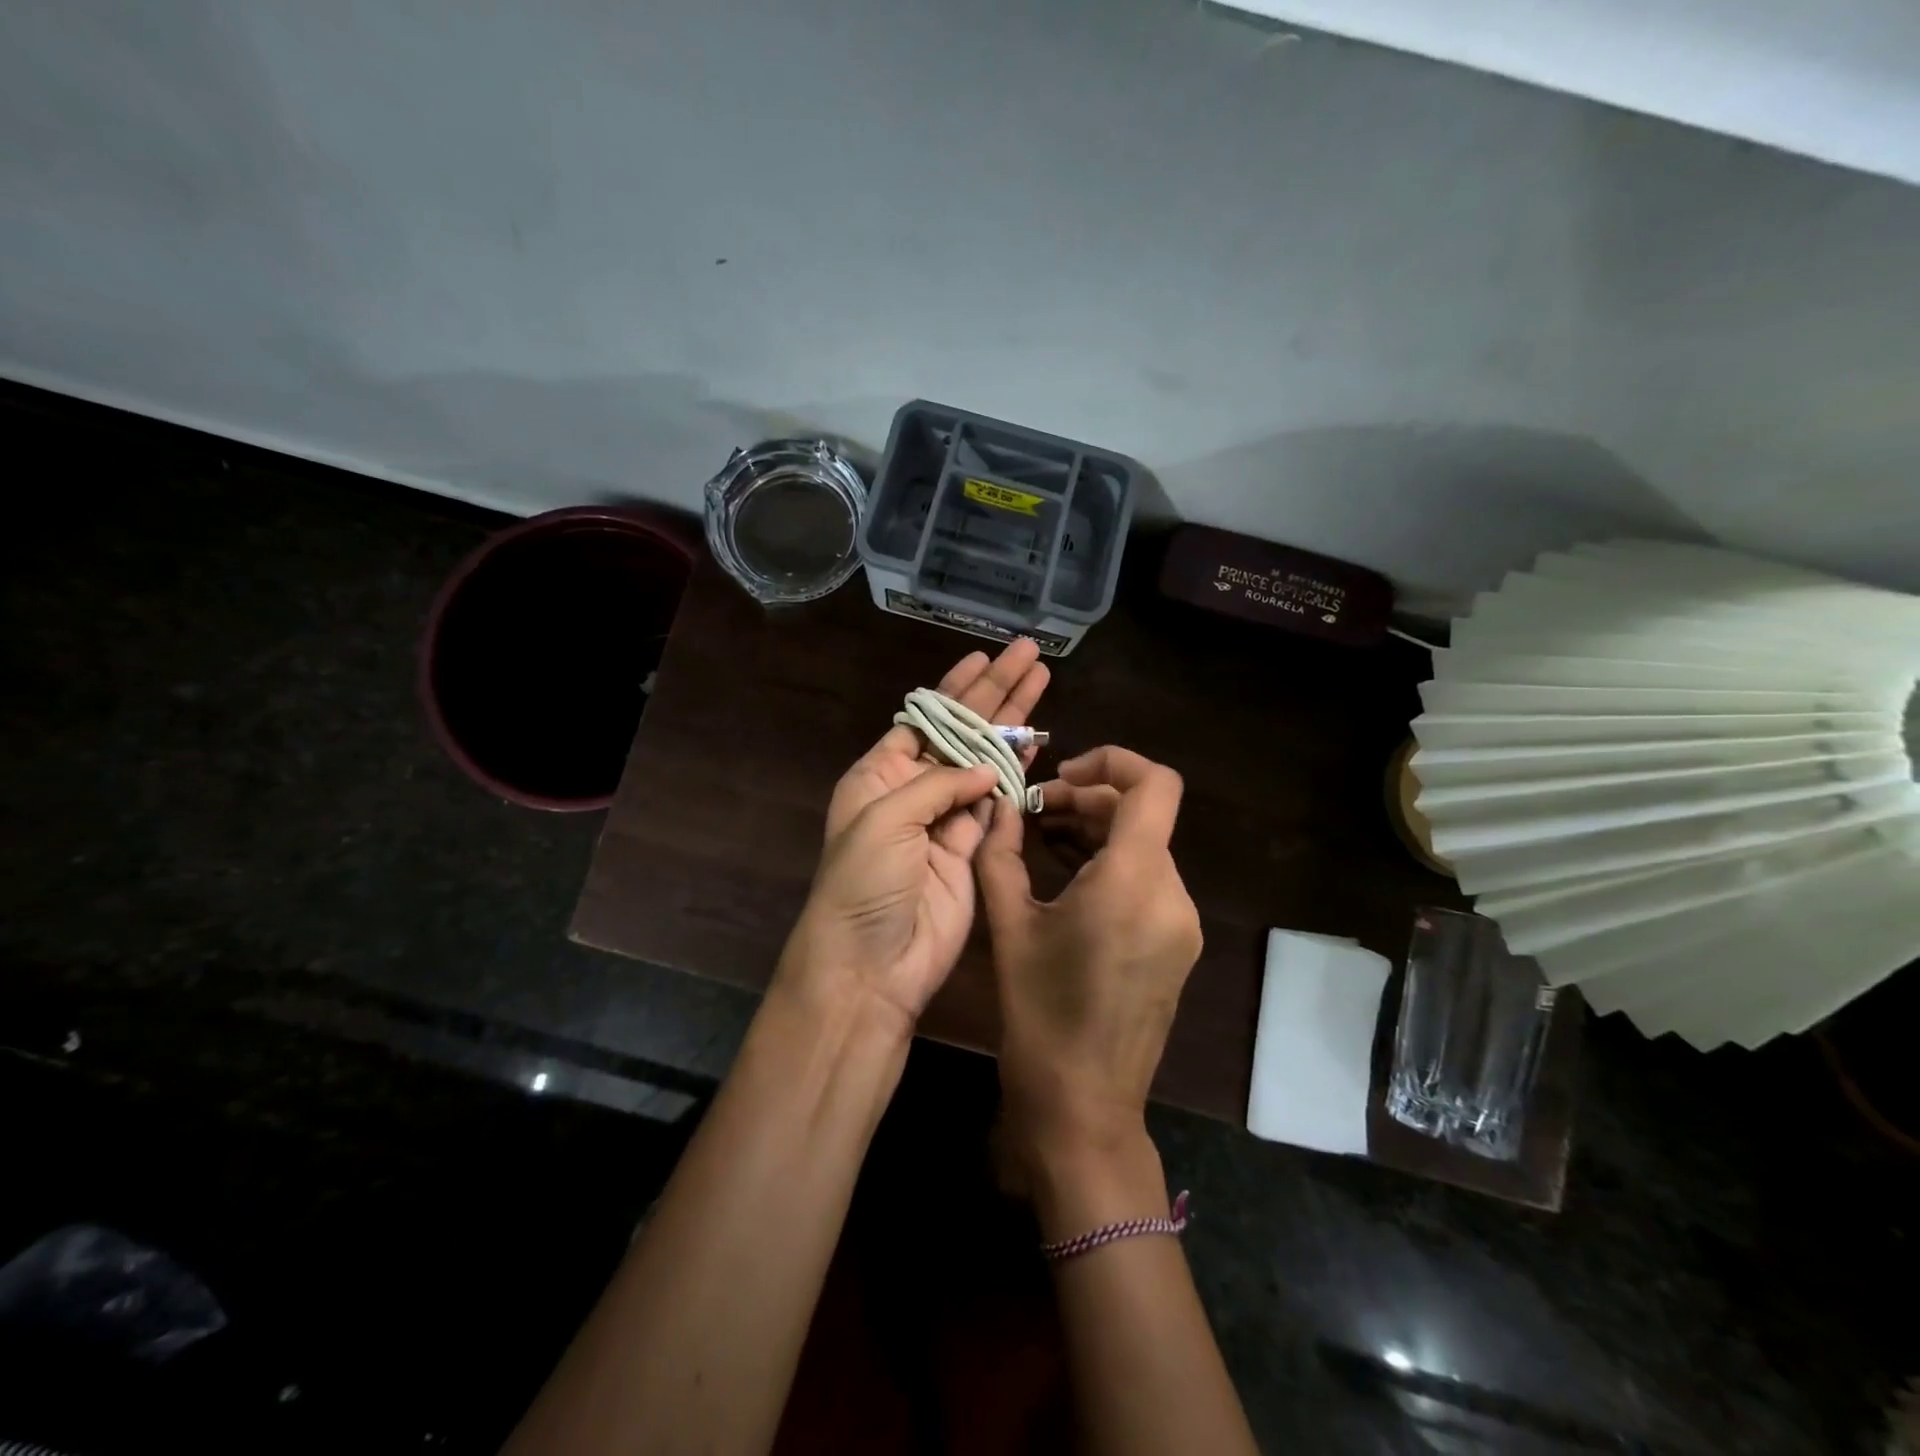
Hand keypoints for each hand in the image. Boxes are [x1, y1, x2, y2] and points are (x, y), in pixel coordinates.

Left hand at [774, 640, 1050, 1029]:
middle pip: (961, 729)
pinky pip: (999, 801)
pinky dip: (1018, 773)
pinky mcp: (973, 847)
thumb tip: (988, 768)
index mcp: (880, 772)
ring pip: (986, 759)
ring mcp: (946, 818)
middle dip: (995, 691)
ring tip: (1042, 683)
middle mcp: (913, 787)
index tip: (984, 657)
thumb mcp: (885, 819)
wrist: (872, 964)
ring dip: (1013, 724)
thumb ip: (939, 784)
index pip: (924, 716)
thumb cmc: (864, 883)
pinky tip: (1037, 744)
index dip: (954, 688)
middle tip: (1030, 655)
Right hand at [976, 747, 1201, 1180]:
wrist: (1083, 1107)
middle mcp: (1172, 893)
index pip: (1154, 784)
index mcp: (1134, 880)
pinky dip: (1112, 863)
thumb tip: (998, 806)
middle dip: (1089, 798)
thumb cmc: (1040, 1015)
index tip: (1062, 775)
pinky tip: (1069, 876)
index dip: (1113, 761)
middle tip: (1033, 811)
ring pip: (1146, 846)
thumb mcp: (1009, 927)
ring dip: (1098, 830)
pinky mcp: (1178, 946)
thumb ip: (1001, 855)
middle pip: (1143, 813)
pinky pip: (1149, 881)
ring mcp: (1182, 923)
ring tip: (1043, 836)